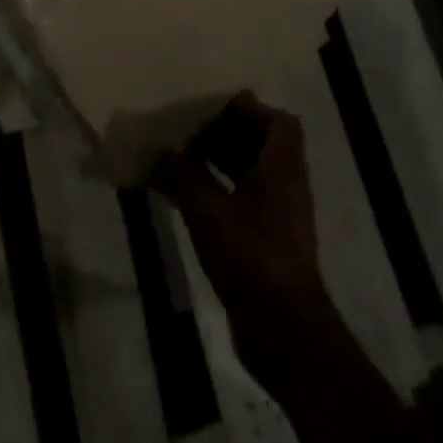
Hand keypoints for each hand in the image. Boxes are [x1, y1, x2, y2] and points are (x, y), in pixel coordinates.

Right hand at [155, 95, 329, 350]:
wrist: (284, 334)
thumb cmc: (252, 259)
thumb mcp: (209, 211)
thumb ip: (182, 175)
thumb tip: (156, 151)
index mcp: (283, 167)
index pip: (278, 121)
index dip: (248, 109)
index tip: (212, 108)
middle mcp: (286, 185)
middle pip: (260, 143)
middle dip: (225, 132)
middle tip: (188, 129)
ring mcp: (278, 215)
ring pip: (250, 172)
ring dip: (219, 161)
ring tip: (180, 156)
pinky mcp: (266, 240)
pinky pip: (242, 199)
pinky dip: (218, 189)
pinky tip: (186, 196)